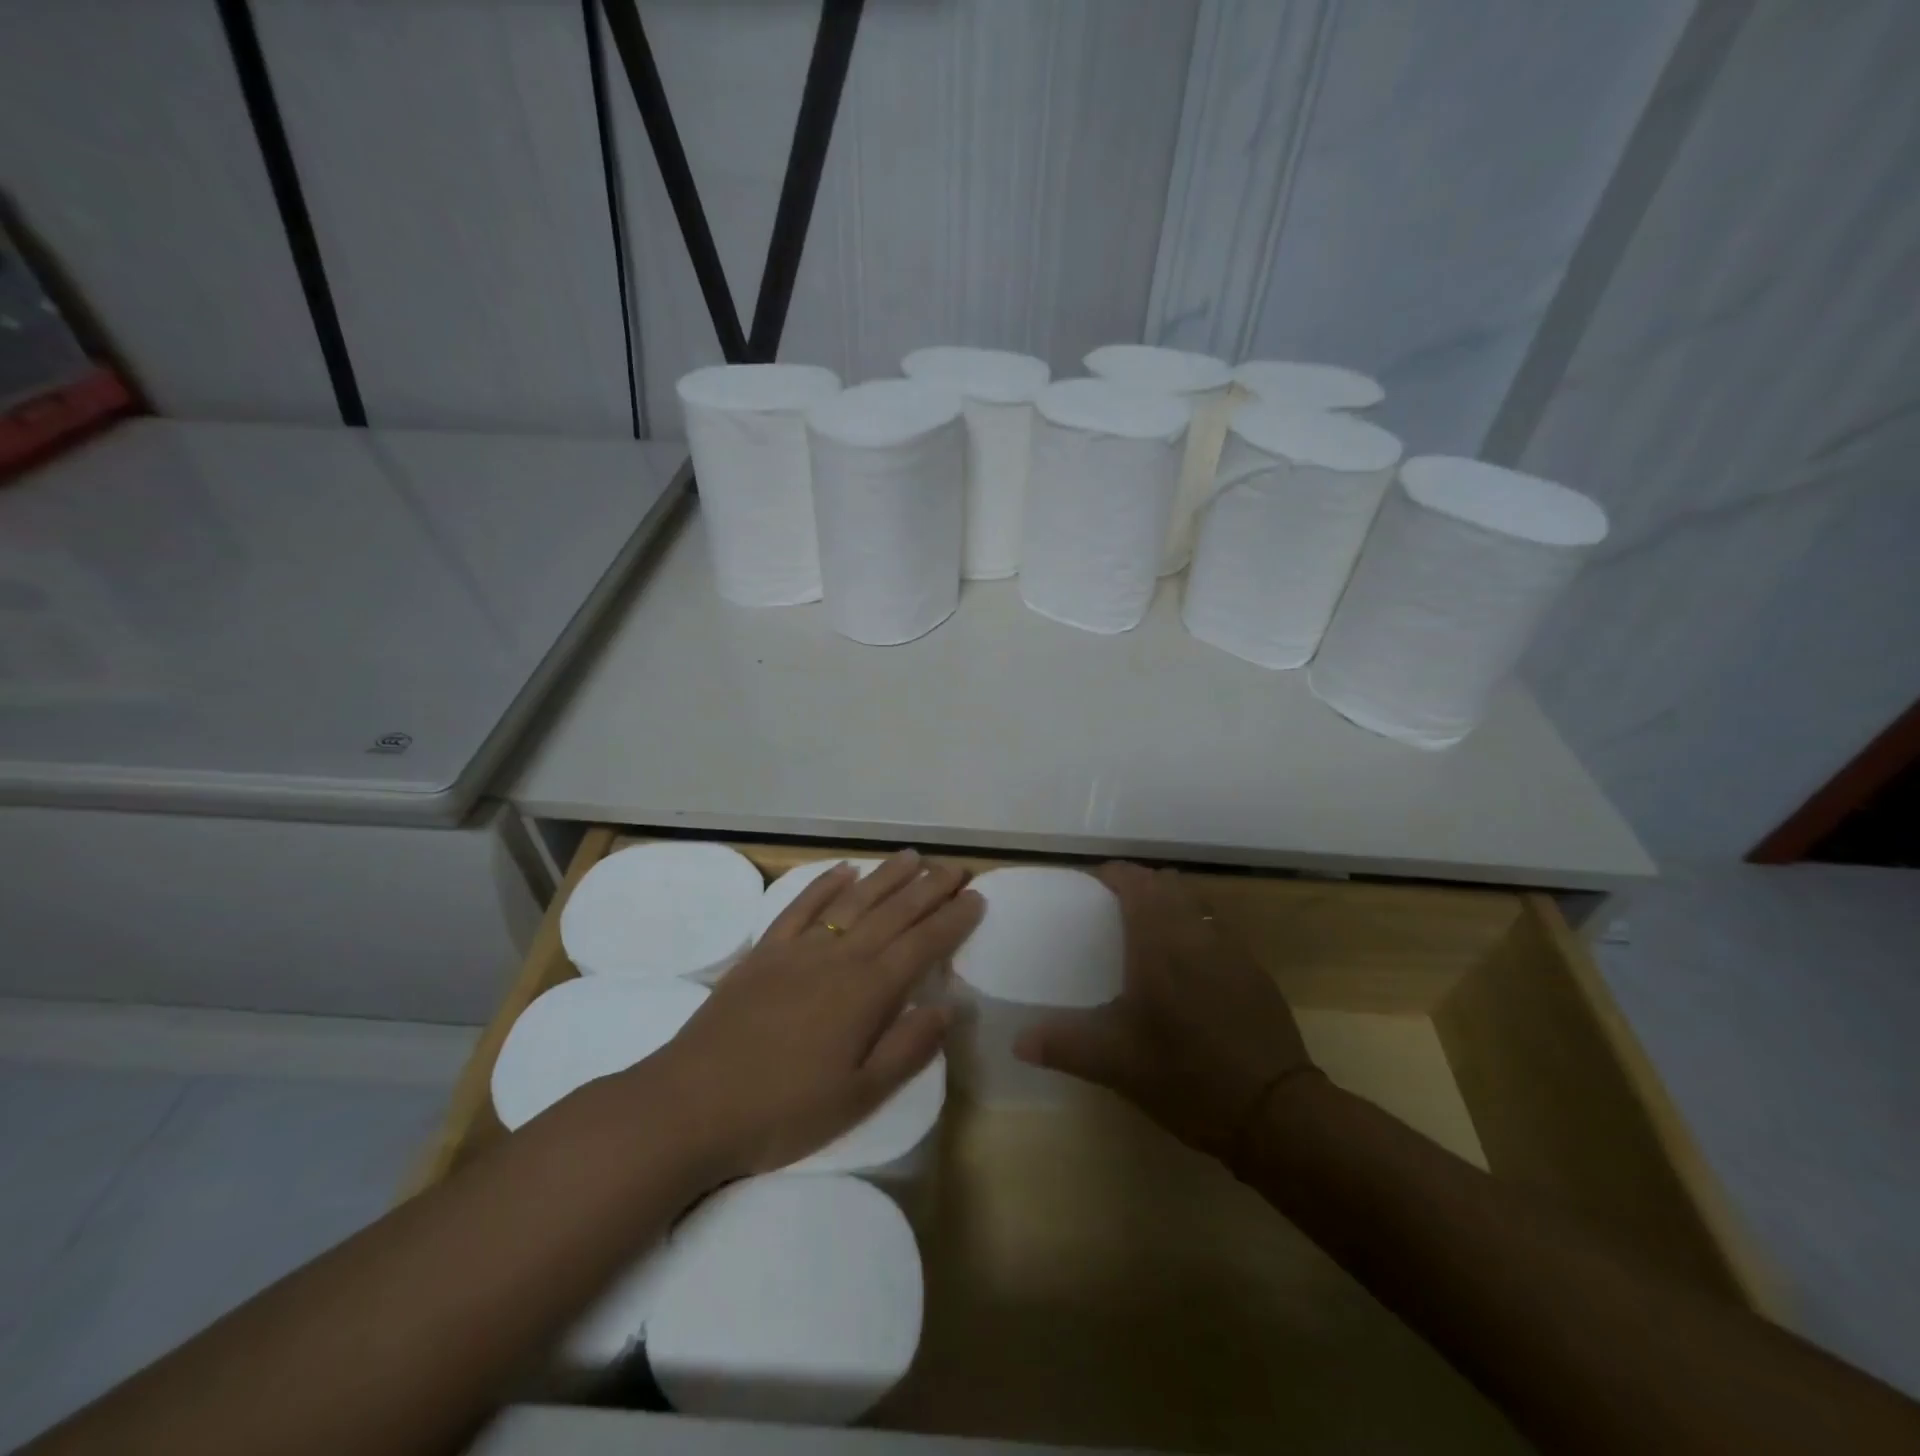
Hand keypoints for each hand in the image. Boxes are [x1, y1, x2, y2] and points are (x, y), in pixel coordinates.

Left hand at [646, 849, 982, 1185]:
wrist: (690, 1106)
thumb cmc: (782, 1112)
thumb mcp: (857, 1097)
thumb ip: (907, 1049)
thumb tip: (947, 1007)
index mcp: (867, 992)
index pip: (922, 945)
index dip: (952, 920)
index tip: (976, 898)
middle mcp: (838, 957)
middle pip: (893, 913)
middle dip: (929, 888)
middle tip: (956, 868)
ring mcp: (798, 950)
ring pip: (853, 901)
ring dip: (886, 876)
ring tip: (912, 857)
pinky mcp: (763, 952)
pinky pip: (801, 906)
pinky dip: (824, 883)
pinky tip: (843, 870)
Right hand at [1014, 861, 1315, 1162]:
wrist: (1276, 1111)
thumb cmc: (1186, 1076)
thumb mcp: (1116, 1064)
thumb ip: (1063, 1045)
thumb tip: (1018, 1042)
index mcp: (1160, 942)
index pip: (1135, 882)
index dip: (1113, 875)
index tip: (1091, 885)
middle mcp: (1197, 932)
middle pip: (1167, 884)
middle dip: (1140, 886)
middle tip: (1113, 909)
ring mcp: (1231, 949)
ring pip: (1196, 903)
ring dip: (1170, 904)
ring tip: (1148, 933)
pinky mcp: (1254, 971)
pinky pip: (1216, 929)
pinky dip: (1195, 929)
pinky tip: (1187, 969)